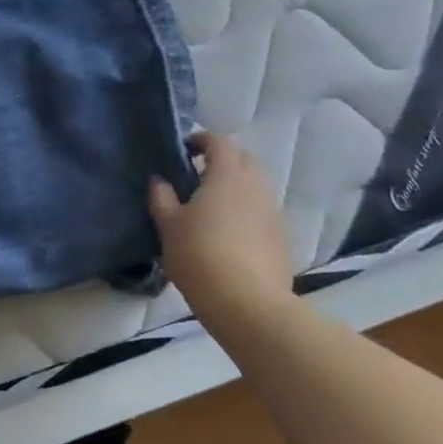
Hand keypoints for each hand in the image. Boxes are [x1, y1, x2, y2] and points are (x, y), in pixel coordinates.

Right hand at [149, 132, 295, 321]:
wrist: (247, 303)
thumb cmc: (200, 255)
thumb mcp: (169, 226)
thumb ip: (162, 198)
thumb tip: (159, 181)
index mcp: (227, 175)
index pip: (219, 142)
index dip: (202, 140)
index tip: (186, 148)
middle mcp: (256, 186)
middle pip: (243, 160)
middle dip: (224, 160)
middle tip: (199, 176)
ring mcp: (273, 212)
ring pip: (256, 186)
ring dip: (238, 187)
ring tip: (214, 207)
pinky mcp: (282, 238)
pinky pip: (263, 211)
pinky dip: (248, 211)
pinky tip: (232, 233)